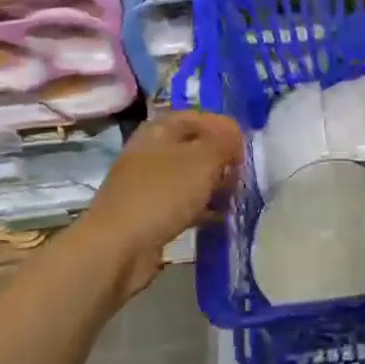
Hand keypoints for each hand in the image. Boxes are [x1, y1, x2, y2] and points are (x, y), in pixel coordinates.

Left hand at [72, 110, 243, 300]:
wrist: (118, 247)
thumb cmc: (162, 193)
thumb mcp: (203, 160)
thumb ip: (224, 142)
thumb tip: (235, 137)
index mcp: (159, 129)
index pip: (198, 117)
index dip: (224, 127)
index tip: (245, 146)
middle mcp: (151, 152)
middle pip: (194, 147)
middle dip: (220, 158)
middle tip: (242, 174)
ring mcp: (147, 184)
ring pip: (189, 177)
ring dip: (213, 185)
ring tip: (235, 196)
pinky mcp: (149, 214)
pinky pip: (182, 203)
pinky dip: (201, 208)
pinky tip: (218, 217)